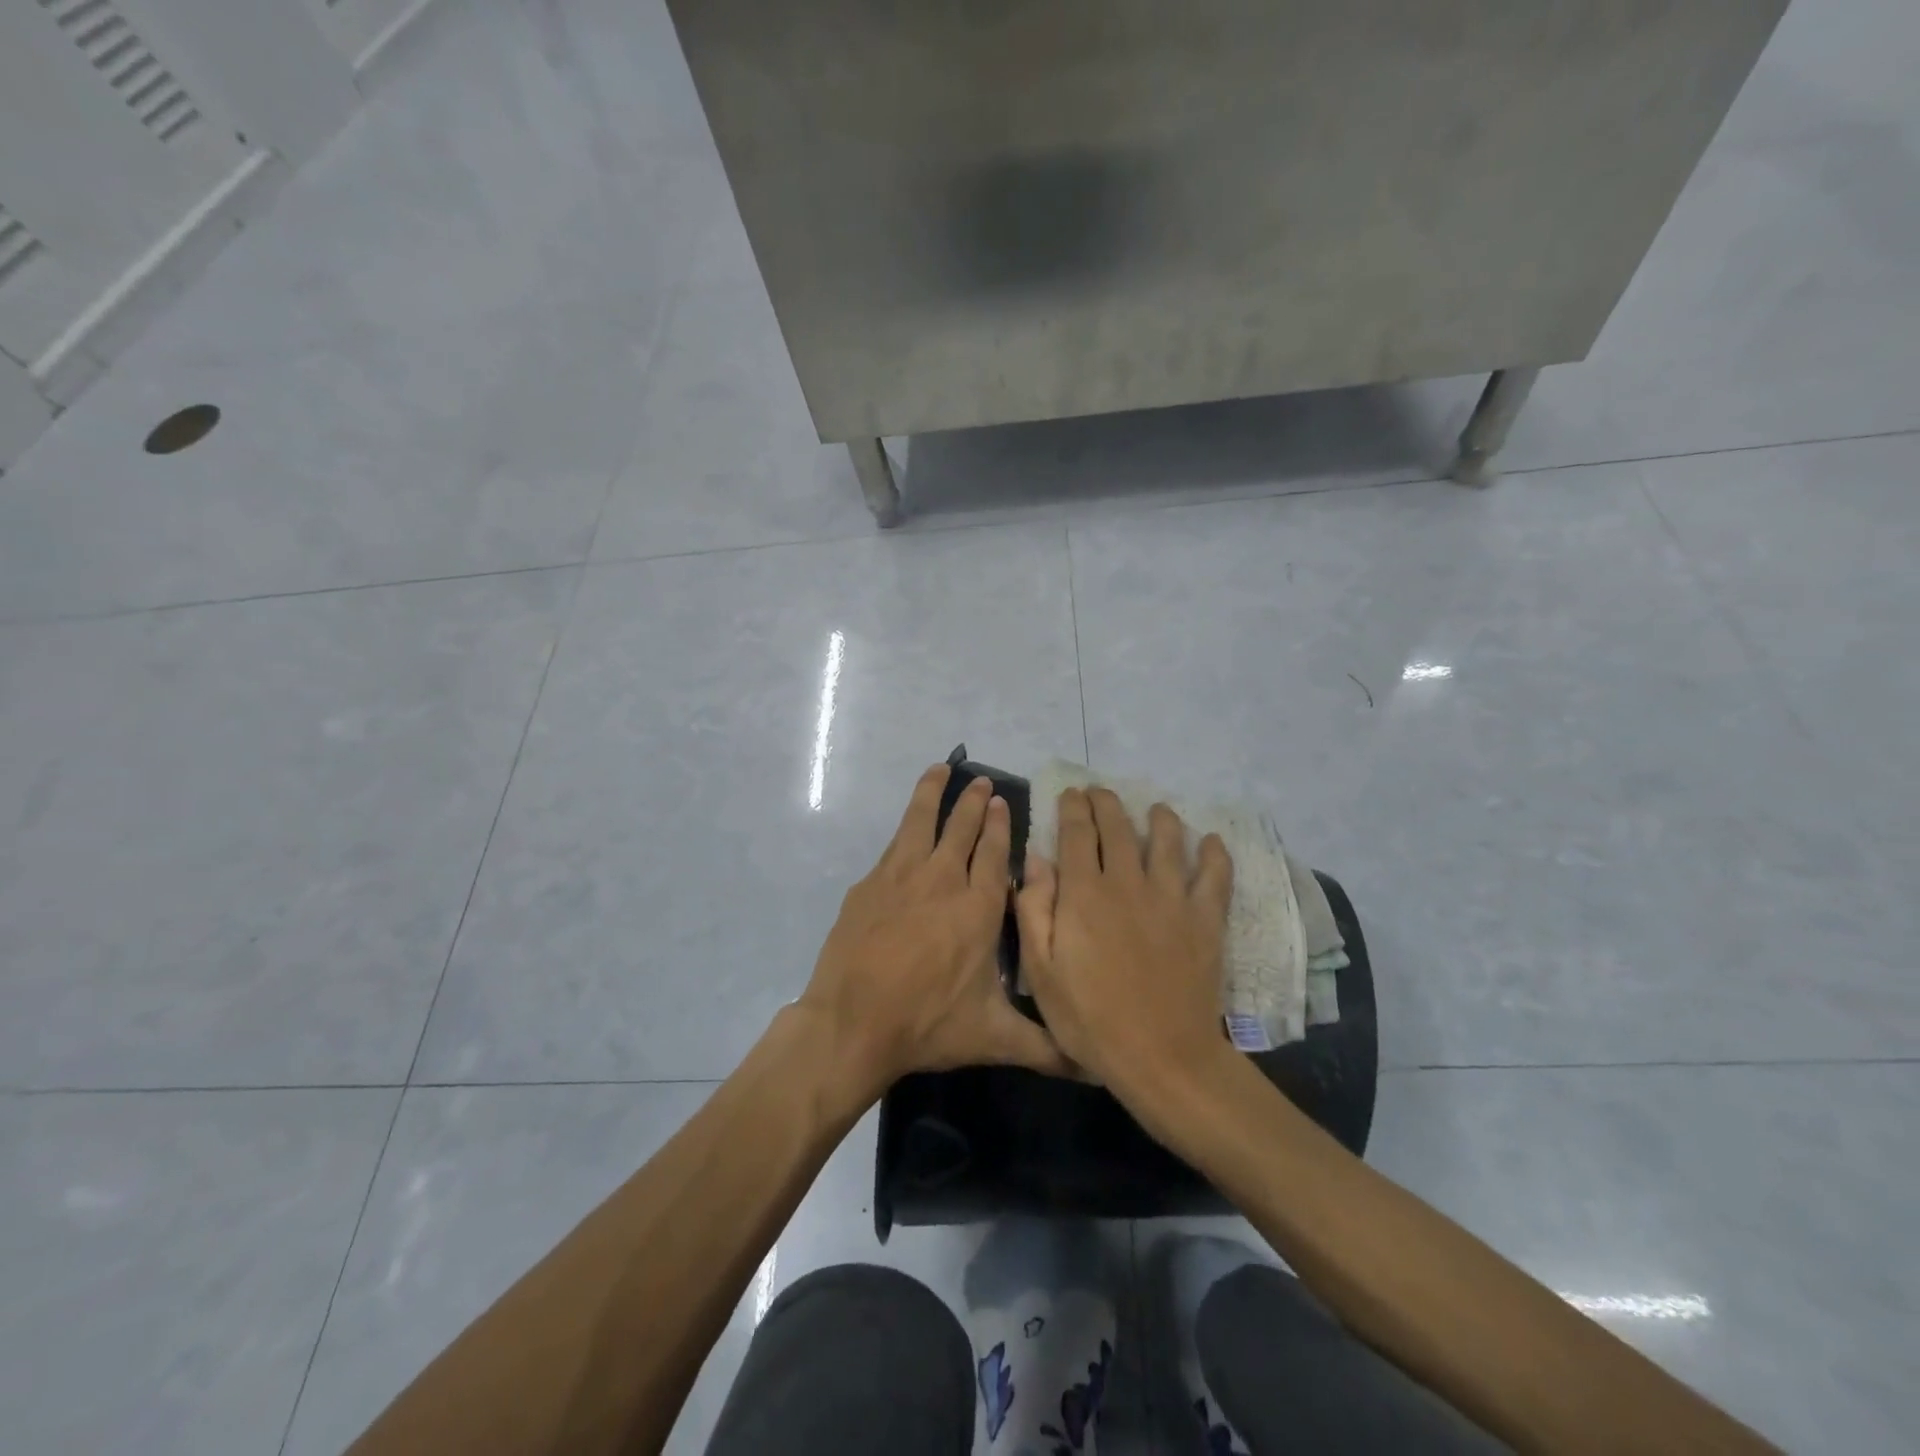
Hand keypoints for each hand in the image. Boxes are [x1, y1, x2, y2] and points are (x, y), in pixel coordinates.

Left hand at [798, 765, 1072, 1099]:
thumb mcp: (994, 1038)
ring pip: (923, 822)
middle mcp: (943, 881)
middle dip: (974, 804)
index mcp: (978, 909)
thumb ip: (1045, 1046)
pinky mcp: (870, 885)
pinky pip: (894, 844)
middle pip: (962, 830)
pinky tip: (908, 822)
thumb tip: (1094, 1067)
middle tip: (982, 783)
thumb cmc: (927, 1025)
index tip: (1002, 802)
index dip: (999, 826)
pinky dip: (905, 823)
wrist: (852, 1023)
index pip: (994, 854)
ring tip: (942, 769)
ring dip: (935, 794)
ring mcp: (901, 877)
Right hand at [1015, 788, 1234, 1102]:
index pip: (1078, 833)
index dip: (1073, 808)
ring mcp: (1171, 898)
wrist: (1162, 1057)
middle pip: (1119, 827)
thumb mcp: (1041, 972)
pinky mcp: (1205, 919)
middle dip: (1107, 802)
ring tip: (1157, 810)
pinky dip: (1215, 854)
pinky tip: (1212, 843)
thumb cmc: (1090, 1019)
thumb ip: (1034, 910)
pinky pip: (1215, 875)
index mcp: (1084, 893)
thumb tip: (1036, 861)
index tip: (1071, 794)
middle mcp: (1128, 882)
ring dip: (1161, 818)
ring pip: (1168, 841)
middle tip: (1100, 793)